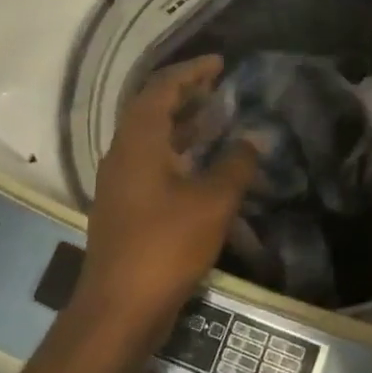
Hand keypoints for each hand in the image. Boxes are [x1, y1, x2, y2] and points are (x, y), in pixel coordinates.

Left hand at [76, 57, 257, 329]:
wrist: (119, 309)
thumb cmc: (166, 246)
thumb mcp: (213, 202)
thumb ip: (235, 165)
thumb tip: (252, 140)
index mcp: (138, 143)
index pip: (161, 90)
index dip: (190, 72)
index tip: (219, 63)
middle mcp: (123, 155)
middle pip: (151, 110)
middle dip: (185, 94)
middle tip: (219, 86)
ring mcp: (121, 183)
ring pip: (152, 138)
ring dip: (182, 123)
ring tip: (217, 117)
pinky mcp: (126, 207)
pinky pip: (152, 162)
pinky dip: (178, 152)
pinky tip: (204, 164)